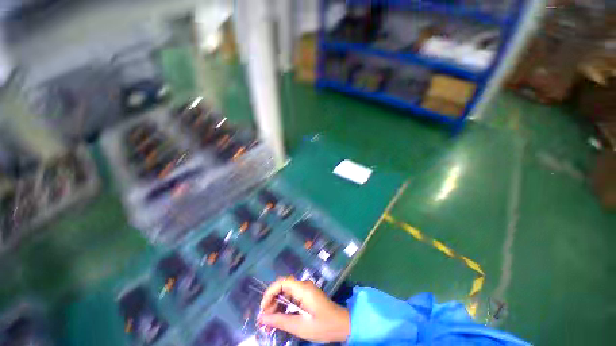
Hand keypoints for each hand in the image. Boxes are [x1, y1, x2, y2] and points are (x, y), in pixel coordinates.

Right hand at [258, 276, 349, 342]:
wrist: (341, 325)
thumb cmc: (322, 325)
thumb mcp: (300, 326)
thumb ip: (280, 320)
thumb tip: (262, 318)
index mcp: (303, 289)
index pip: (282, 282)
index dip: (270, 292)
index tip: (263, 308)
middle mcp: (303, 286)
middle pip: (283, 287)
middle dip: (272, 301)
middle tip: (264, 319)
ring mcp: (305, 290)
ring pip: (286, 293)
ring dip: (277, 305)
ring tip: (269, 322)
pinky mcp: (306, 296)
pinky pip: (292, 298)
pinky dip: (284, 307)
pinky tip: (279, 319)